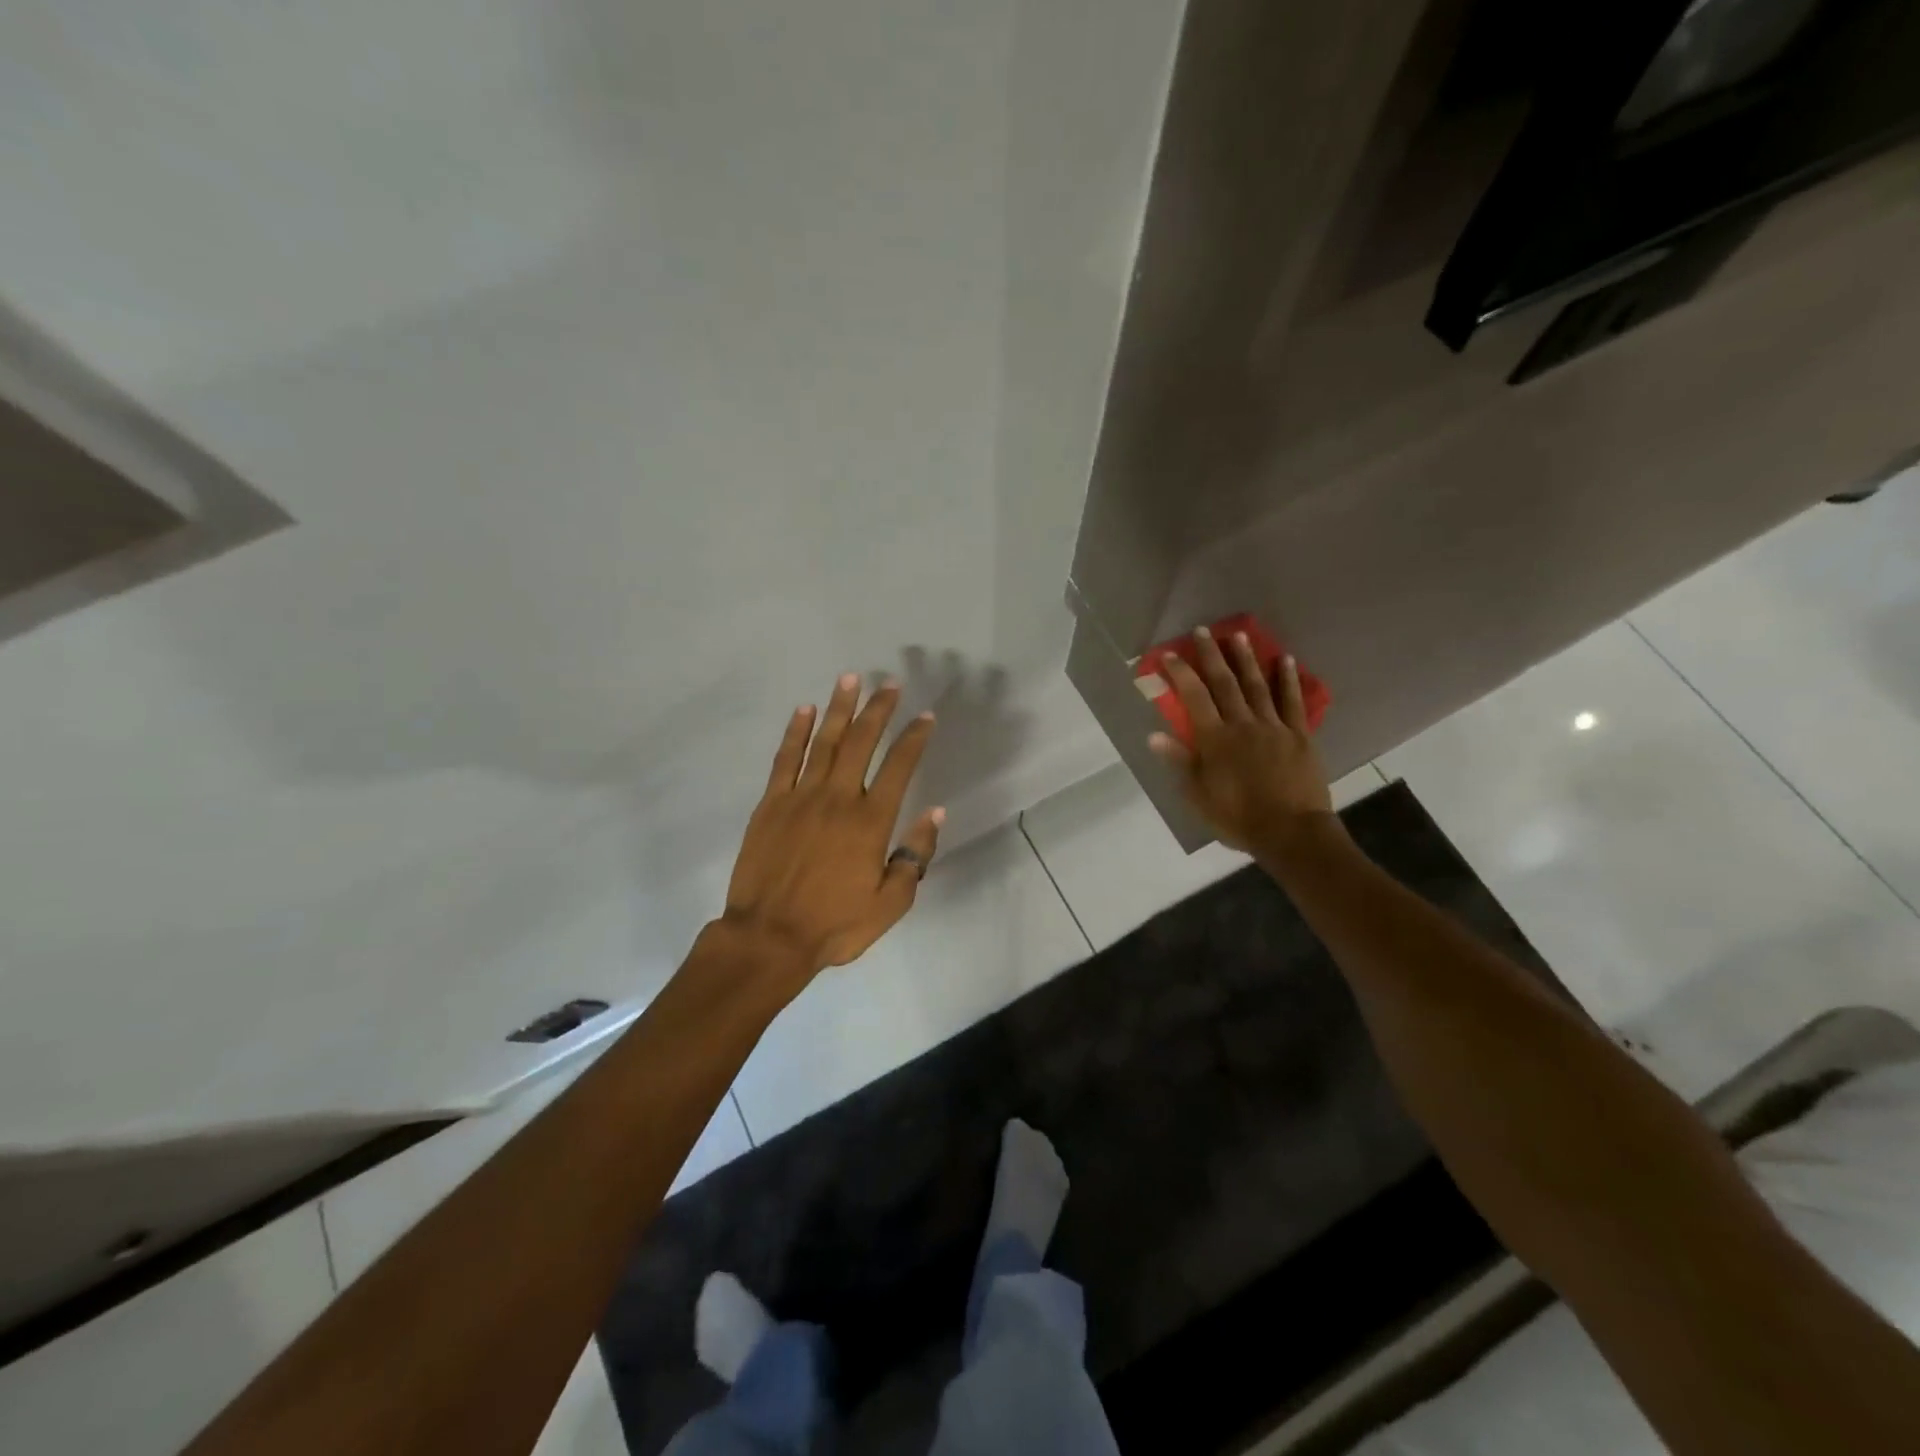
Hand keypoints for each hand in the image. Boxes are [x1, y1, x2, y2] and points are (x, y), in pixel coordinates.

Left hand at [719, 673, 943, 983]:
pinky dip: (796, 732)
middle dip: (878, 709)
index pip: (898, 767)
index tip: (925, 716)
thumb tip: (933, 813)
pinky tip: (805, 710)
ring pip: (824, 741)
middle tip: (889, 684)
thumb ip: (914, 857)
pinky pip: (785, 759)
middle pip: (861, 742)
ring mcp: (800, 797)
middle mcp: (837, 798)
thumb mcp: (889, 904)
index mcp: (870, 822)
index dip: (914, 738)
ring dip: (840, 708)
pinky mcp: (770, 804)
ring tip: (850, 679)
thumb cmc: (834, 925)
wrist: (768, 938)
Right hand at [1149, 629, 1340, 856]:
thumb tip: (1154, 736)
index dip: (1182, 673)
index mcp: (1215, 739)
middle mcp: (1242, 724)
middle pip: (1224, 683)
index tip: (1171, 654)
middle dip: (1212, 655)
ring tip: (1238, 635)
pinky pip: (1293, 701)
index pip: (1194, 698)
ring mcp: (1273, 726)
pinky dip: (1288, 679)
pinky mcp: (1299, 735)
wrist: (1290, 832)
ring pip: (1257, 685)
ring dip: (1246, 659)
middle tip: (1204, 630)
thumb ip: (1179, 762)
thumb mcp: (1198, 795)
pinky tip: (1285, 660)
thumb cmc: (1237, 817)